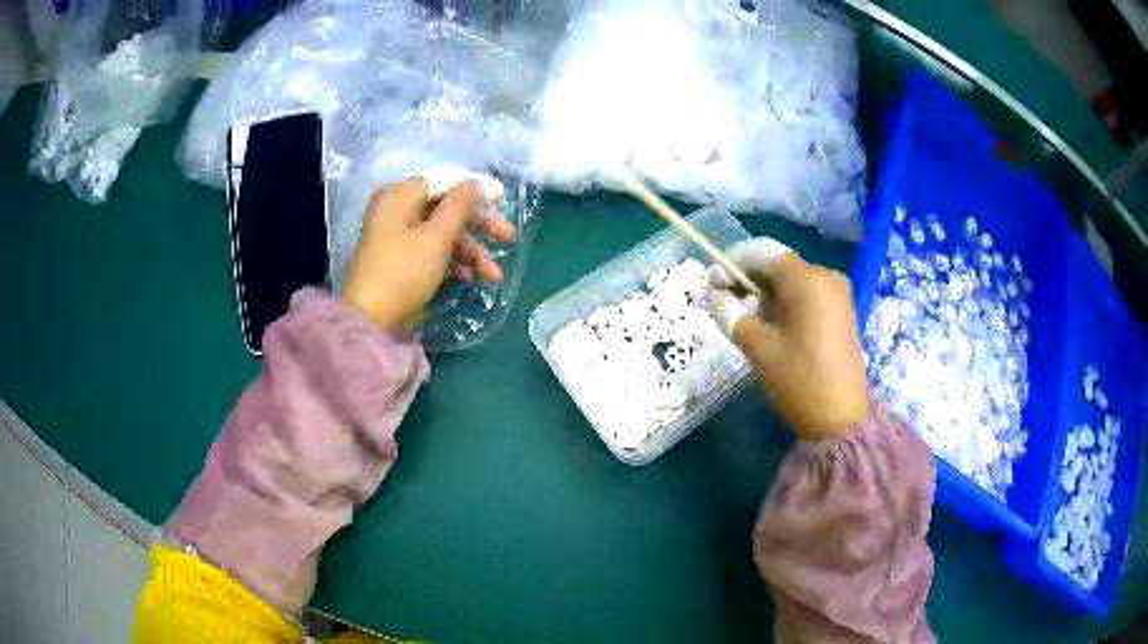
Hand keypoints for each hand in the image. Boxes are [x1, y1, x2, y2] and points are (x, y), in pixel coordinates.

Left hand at [342, 175, 516, 330]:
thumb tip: (473, 183)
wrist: (372, 321)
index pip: (444, 182)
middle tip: (509, 238)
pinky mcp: (402, 261)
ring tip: (493, 275)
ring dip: (471, 251)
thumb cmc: (404, 271)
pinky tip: (472, 278)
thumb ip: (460, 206)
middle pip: (446, 209)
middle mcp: (397, 211)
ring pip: (443, 234)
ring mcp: (399, 238)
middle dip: (479, 226)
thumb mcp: (437, 237)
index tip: (502, 200)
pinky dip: (453, 262)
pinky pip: (433, 252)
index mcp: (400, 196)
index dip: (475, 190)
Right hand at [708, 239, 869, 438]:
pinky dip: (785, 301)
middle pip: (778, 265)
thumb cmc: (799, 380)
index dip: (732, 263)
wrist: (840, 420)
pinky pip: (807, 294)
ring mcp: (837, 294)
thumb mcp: (759, 347)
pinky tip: (771, 322)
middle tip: (723, 300)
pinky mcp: (841, 311)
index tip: (711, 283)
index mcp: (807, 279)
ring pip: (792, 280)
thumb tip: (713, 293)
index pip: (762, 254)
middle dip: (748, 277)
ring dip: (765, 291)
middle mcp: (826, 276)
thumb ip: (731, 313)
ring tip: (744, 314)